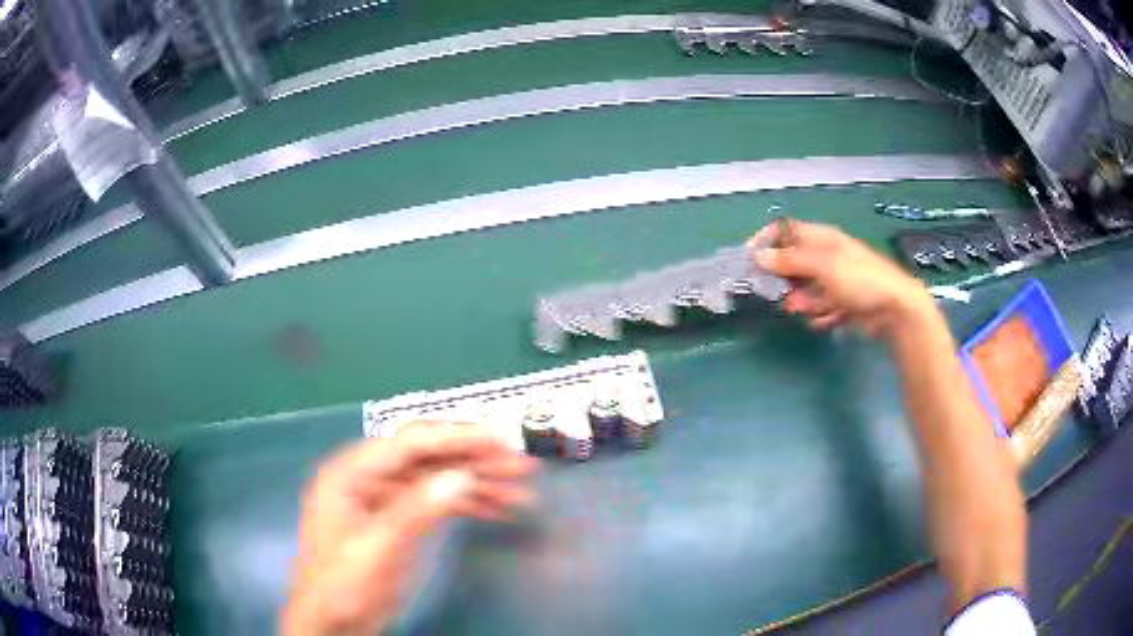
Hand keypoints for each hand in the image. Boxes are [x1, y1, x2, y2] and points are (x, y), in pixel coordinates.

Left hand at [282, 424, 535, 635]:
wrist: (333, 621)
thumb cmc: (344, 584)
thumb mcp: (377, 549)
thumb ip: (415, 510)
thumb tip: (461, 476)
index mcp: (351, 472)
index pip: (410, 443)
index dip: (456, 438)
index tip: (500, 440)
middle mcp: (367, 476)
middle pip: (427, 457)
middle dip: (474, 460)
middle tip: (520, 466)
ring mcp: (383, 497)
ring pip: (435, 479)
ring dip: (477, 483)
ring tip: (520, 492)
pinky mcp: (397, 518)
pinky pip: (434, 502)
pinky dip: (466, 504)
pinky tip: (497, 510)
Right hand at [749, 220, 933, 337]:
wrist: (896, 309)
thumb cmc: (860, 279)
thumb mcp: (823, 265)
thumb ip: (789, 261)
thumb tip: (758, 256)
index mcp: (822, 238)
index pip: (785, 231)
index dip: (766, 241)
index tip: (750, 260)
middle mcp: (826, 256)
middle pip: (792, 264)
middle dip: (786, 281)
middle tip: (784, 295)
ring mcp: (835, 280)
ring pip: (805, 290)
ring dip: (805, 302)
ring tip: (813, 310)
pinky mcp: (842, 302)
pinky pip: (821, 308)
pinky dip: (822, 315)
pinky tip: (830, 319)